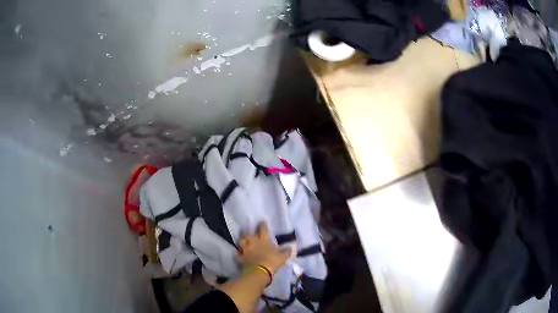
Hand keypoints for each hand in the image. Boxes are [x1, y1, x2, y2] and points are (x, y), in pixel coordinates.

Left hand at [238, 222, 292, 274]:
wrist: (259, 272)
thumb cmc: (272, 261)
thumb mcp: (283, 257)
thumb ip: (286, 251)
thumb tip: (290, 247)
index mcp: (263, 239)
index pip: (263, 228)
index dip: (263, 224)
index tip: (262, 222)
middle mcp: (253, 242)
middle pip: (248, 234)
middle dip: (249, 234)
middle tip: (251, 235)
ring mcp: (245, 249)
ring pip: (240, 241)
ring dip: (242, 241)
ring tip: (244, 243)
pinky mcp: (240, 257)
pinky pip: (237, 254)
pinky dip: (238, 254)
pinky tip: (239, 255)